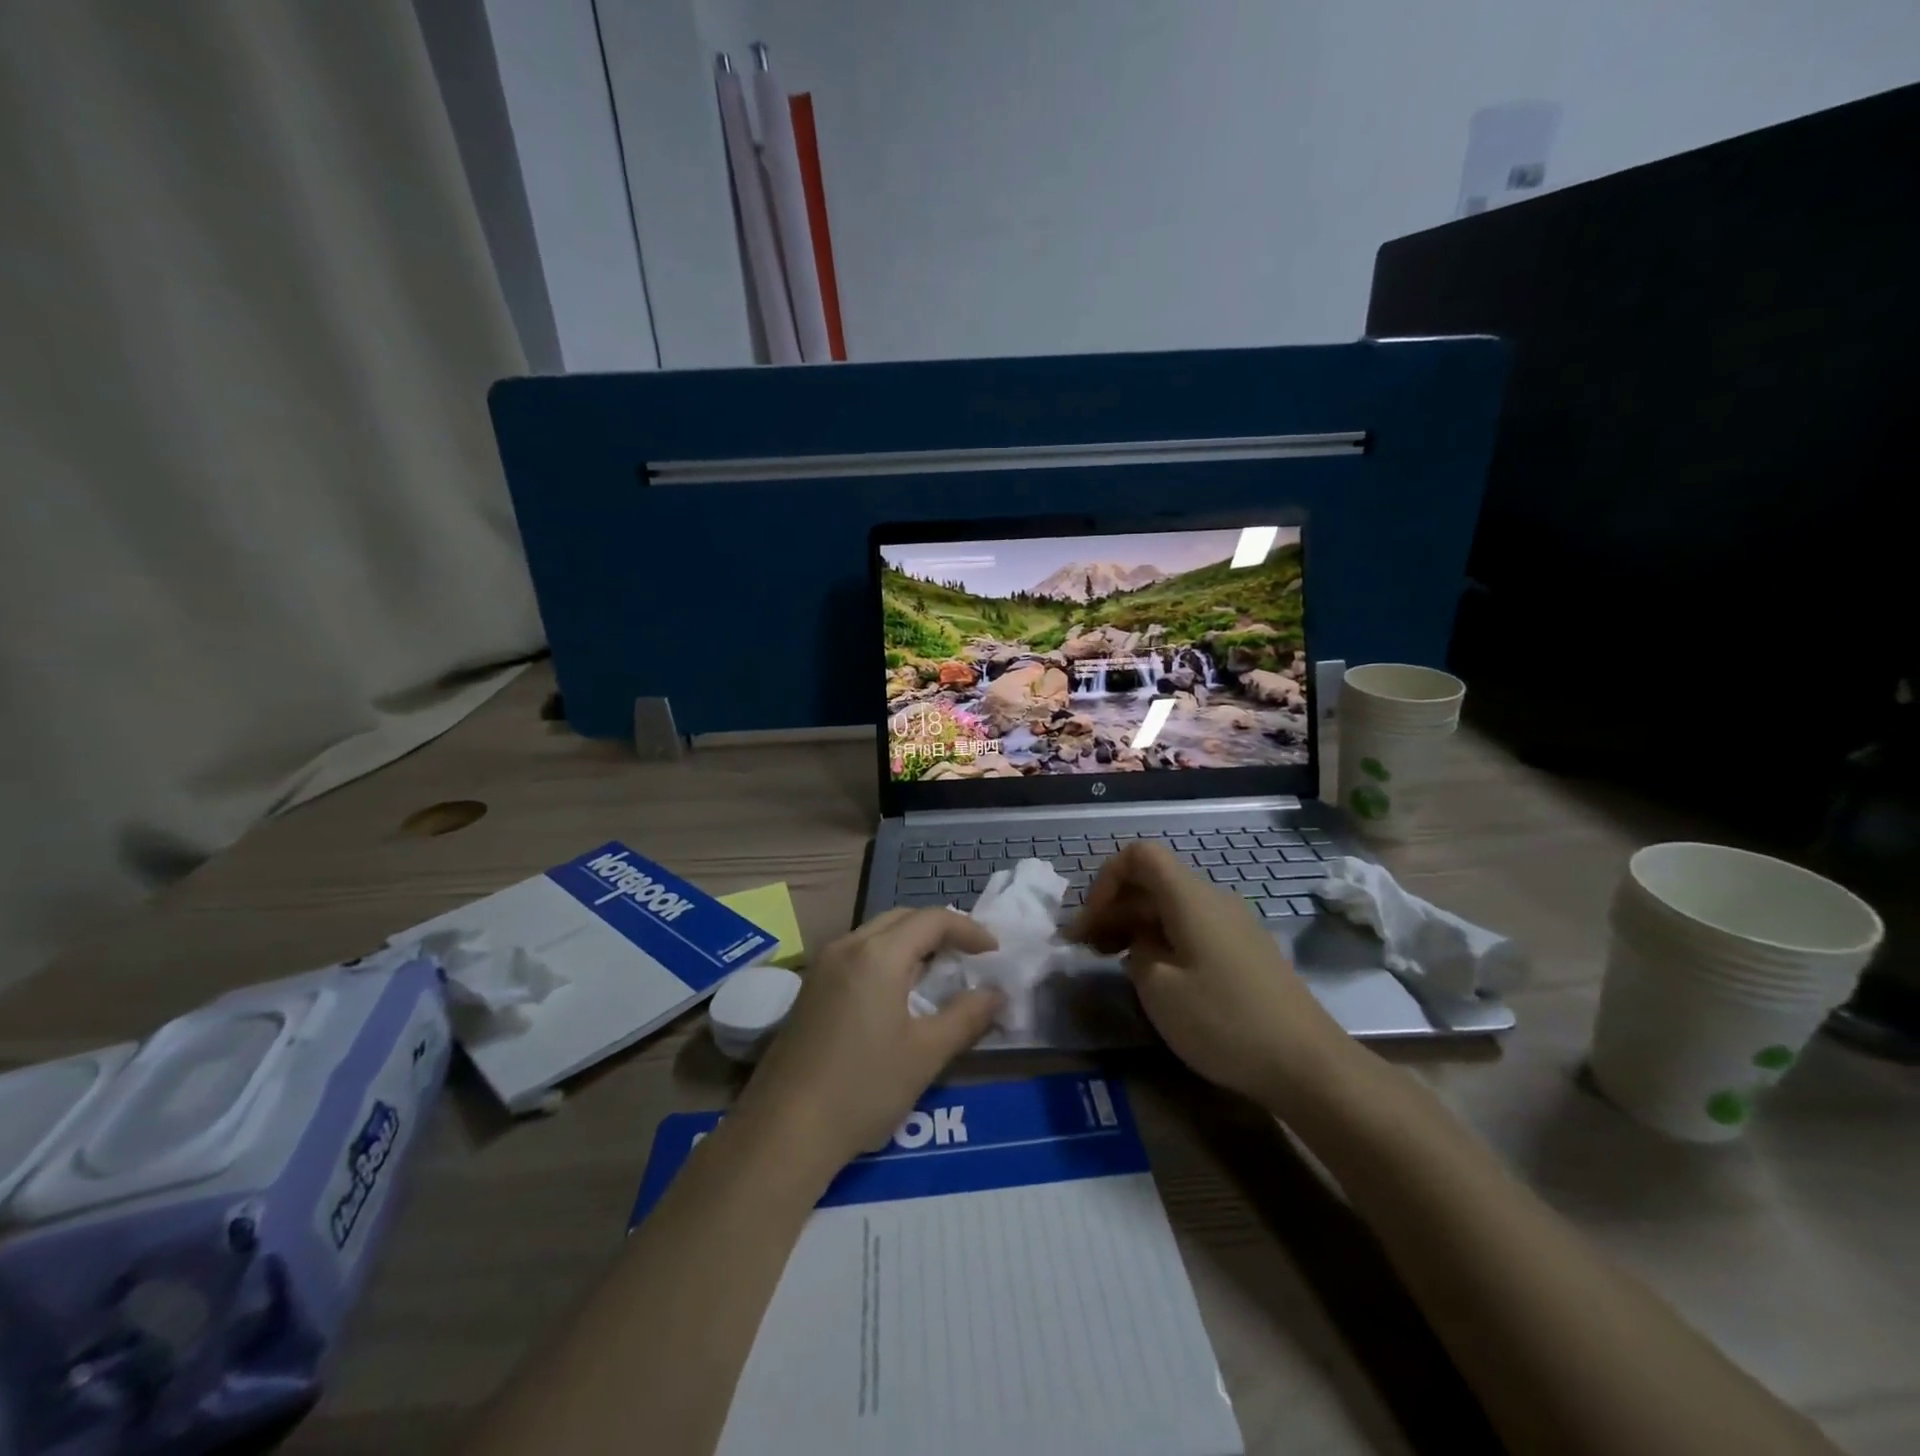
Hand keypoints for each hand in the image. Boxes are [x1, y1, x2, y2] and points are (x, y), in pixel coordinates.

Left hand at [736, 909, 1004, 1169]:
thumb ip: (966, 1017)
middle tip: (968, 956)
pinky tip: (897, 995)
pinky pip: (858, 954)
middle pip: (902, 918)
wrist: (783, 1131)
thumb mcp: (926, 1055)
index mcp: (878, 954)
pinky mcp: (810, 989)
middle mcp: (848, 946)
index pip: (932, 920)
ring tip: (938, 973)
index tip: (993, 952)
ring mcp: (823, 966)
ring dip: (911, 943)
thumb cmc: (863, 1088)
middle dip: (939, 930)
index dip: (968, 929)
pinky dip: (887, 959)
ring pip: (877, 934)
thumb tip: (996, 994)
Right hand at [1068, 841, 1350, 1106]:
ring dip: (1134, 925)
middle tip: (1084, 947)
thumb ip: (1136, 952)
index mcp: (1190, 897)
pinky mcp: (1243, 951)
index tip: (1092, 921)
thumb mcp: (1159, 989)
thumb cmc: (1225, 1021)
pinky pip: (1191, 928)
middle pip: (1152, 882)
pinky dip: (1161, 940)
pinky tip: (1152, 975)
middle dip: (1113, 907)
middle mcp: (1212, 899)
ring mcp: (1232, 924)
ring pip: (1170, 907)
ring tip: (1109, 960)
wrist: (1308, 1064)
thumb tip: (1142, 943)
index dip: (1106, 879)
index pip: (1140, 855)